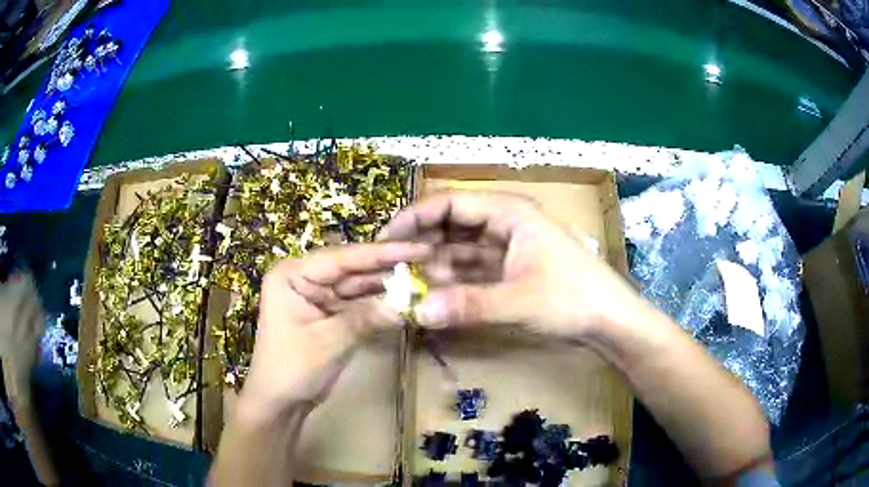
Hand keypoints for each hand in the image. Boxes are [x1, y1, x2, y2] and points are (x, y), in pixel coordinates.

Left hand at [238, 242, 429, 421]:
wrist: (281, 403)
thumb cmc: (293, 368)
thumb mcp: (329, 341)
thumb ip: (366, 318)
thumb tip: (408, 302)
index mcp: (293, 274)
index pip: (342, 258)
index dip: (381, 253)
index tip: (417, 248)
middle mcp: (304, 278)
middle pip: (351, 268)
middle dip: (387, 267)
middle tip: (427, 260)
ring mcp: (317, 296)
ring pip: (357, 285)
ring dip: (387, 285)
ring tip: (422, 277)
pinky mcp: (328, 313)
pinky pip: (357, 303)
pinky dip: (379, 303)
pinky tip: (404, 298)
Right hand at [379, 191, 643, 337]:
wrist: (609, 319)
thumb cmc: (573, 298)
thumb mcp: (520, 301)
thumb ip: (468, 305)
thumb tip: (417, 311)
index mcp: (508, 212)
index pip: (449, 203)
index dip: (413, 217)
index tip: (384, 239)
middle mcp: (504, 223)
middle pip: (450, 225)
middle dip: (420, 243)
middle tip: (388, 266)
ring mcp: (506, 247)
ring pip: (458, 249)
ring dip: (433, 265)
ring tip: (402, 282)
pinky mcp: (508, 270)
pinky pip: (470, 270)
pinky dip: (450, 280)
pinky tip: (429, 293)